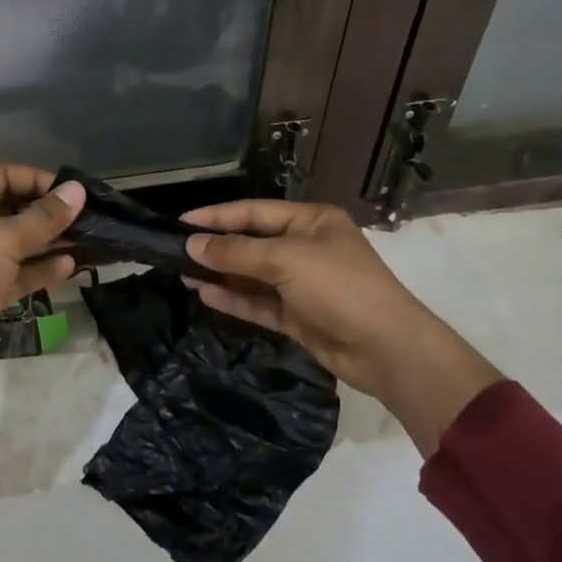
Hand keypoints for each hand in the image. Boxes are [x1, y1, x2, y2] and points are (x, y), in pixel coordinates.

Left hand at [0, 165, 84, 391]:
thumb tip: (77, 190)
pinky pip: (15, 273)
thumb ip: (43, 217)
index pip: (0, 176)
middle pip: (9, 209)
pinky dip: (39, 269)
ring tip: (85, 238)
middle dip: (46, 212)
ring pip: (15, 243)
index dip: (35, 179)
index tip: (69, 192)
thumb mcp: (3, 241)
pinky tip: (69, 266)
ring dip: (47, 241)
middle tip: (84, 215)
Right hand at [183, 200, 500, 454]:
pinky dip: (234, 300)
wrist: (387, 349)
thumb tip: (192, 245)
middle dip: (216, 248)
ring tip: (183, 275)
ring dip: (221, 275)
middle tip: (175, 252)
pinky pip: (259, 303)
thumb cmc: (339, 288)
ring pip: (252, 275)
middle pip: (251, 243)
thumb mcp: (286, 260)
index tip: (181, 222)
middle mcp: (306, 248)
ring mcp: (302, 284)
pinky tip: (205, 296)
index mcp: (311, 222)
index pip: (254, 212)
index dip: (217, 216)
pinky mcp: (298, 316)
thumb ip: (236, 252)